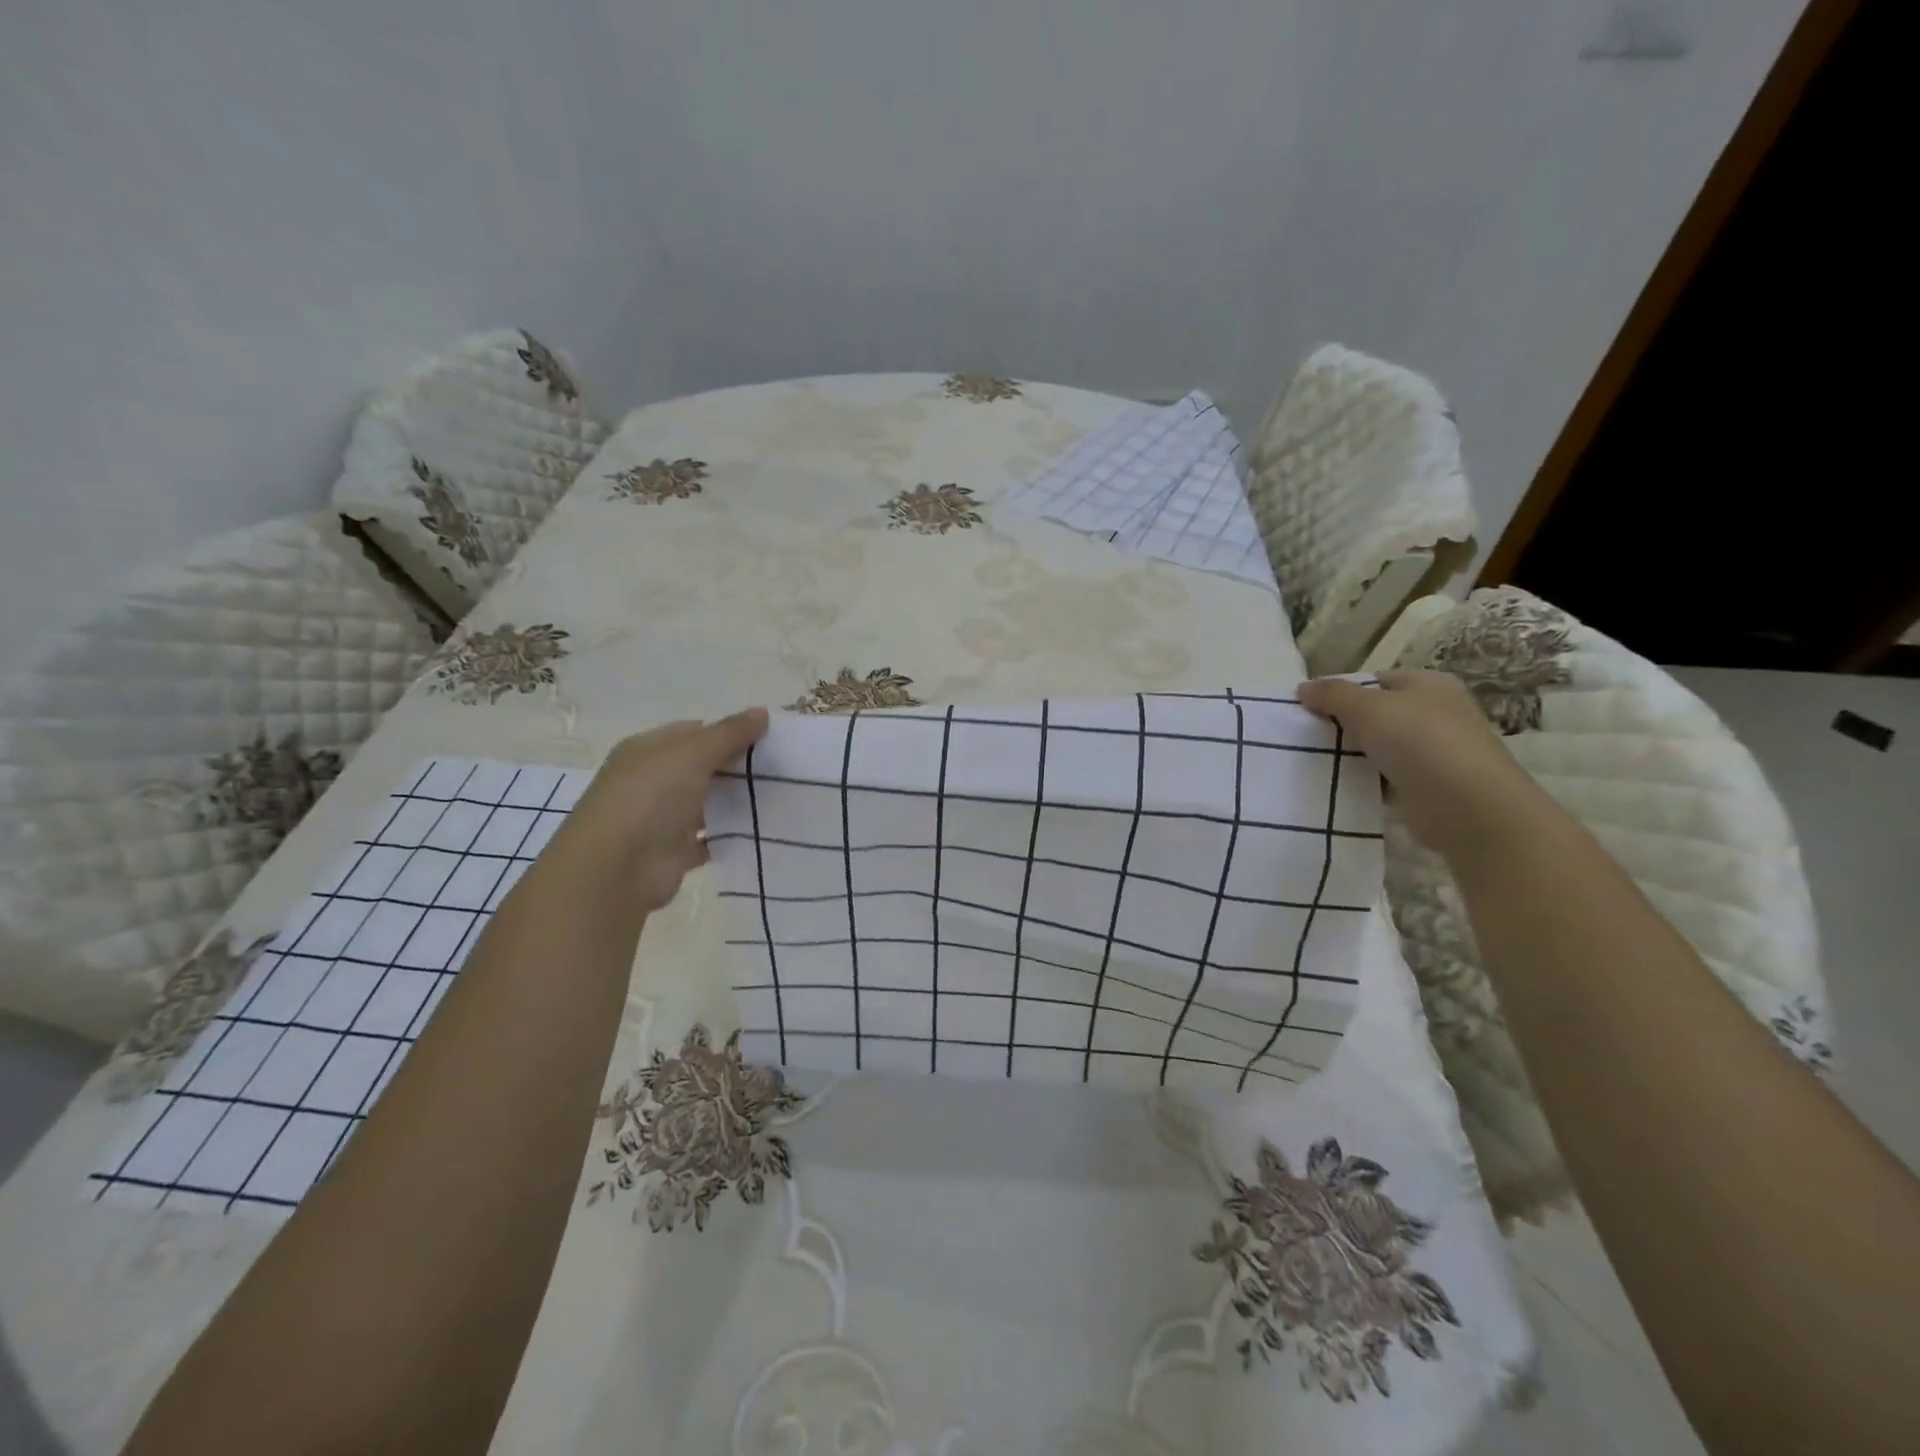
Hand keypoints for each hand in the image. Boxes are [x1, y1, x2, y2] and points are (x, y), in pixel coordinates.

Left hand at [557, 708, 768, 911]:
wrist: (615, 869)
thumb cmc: (649, 797)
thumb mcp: (693, 754)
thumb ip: (730, 734)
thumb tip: (762, 711)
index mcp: (647, 750)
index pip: (693, 732)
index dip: (728, 732)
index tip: (766, 740)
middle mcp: (651, 781)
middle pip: (701, 767)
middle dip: (736, 767)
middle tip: (780, 768)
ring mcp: (661, 818)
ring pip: (706, 803)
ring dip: (735, 801)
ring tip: (779, 797)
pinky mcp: (673, 852)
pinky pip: (709, 839)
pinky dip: (729, 836)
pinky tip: (760, 830)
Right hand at [1298, 671, 1552, 864]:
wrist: (1467, 807)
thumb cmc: (1419, 741)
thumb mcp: (1367, 708)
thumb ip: (1332, 695)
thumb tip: (1303, 688)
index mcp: (1429, 685)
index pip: (1375, 681)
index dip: (1340, 691)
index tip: (1307, 709)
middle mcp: (1436, 714)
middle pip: (1376, 714)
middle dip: (1343, 725)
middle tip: (1306, 736)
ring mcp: (1435, 752)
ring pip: (1379, 748)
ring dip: (1352, 755)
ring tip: (1313, 762)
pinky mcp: (1428, 787)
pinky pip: (1386, 778)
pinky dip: (1365, 781)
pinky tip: (1338, 786)